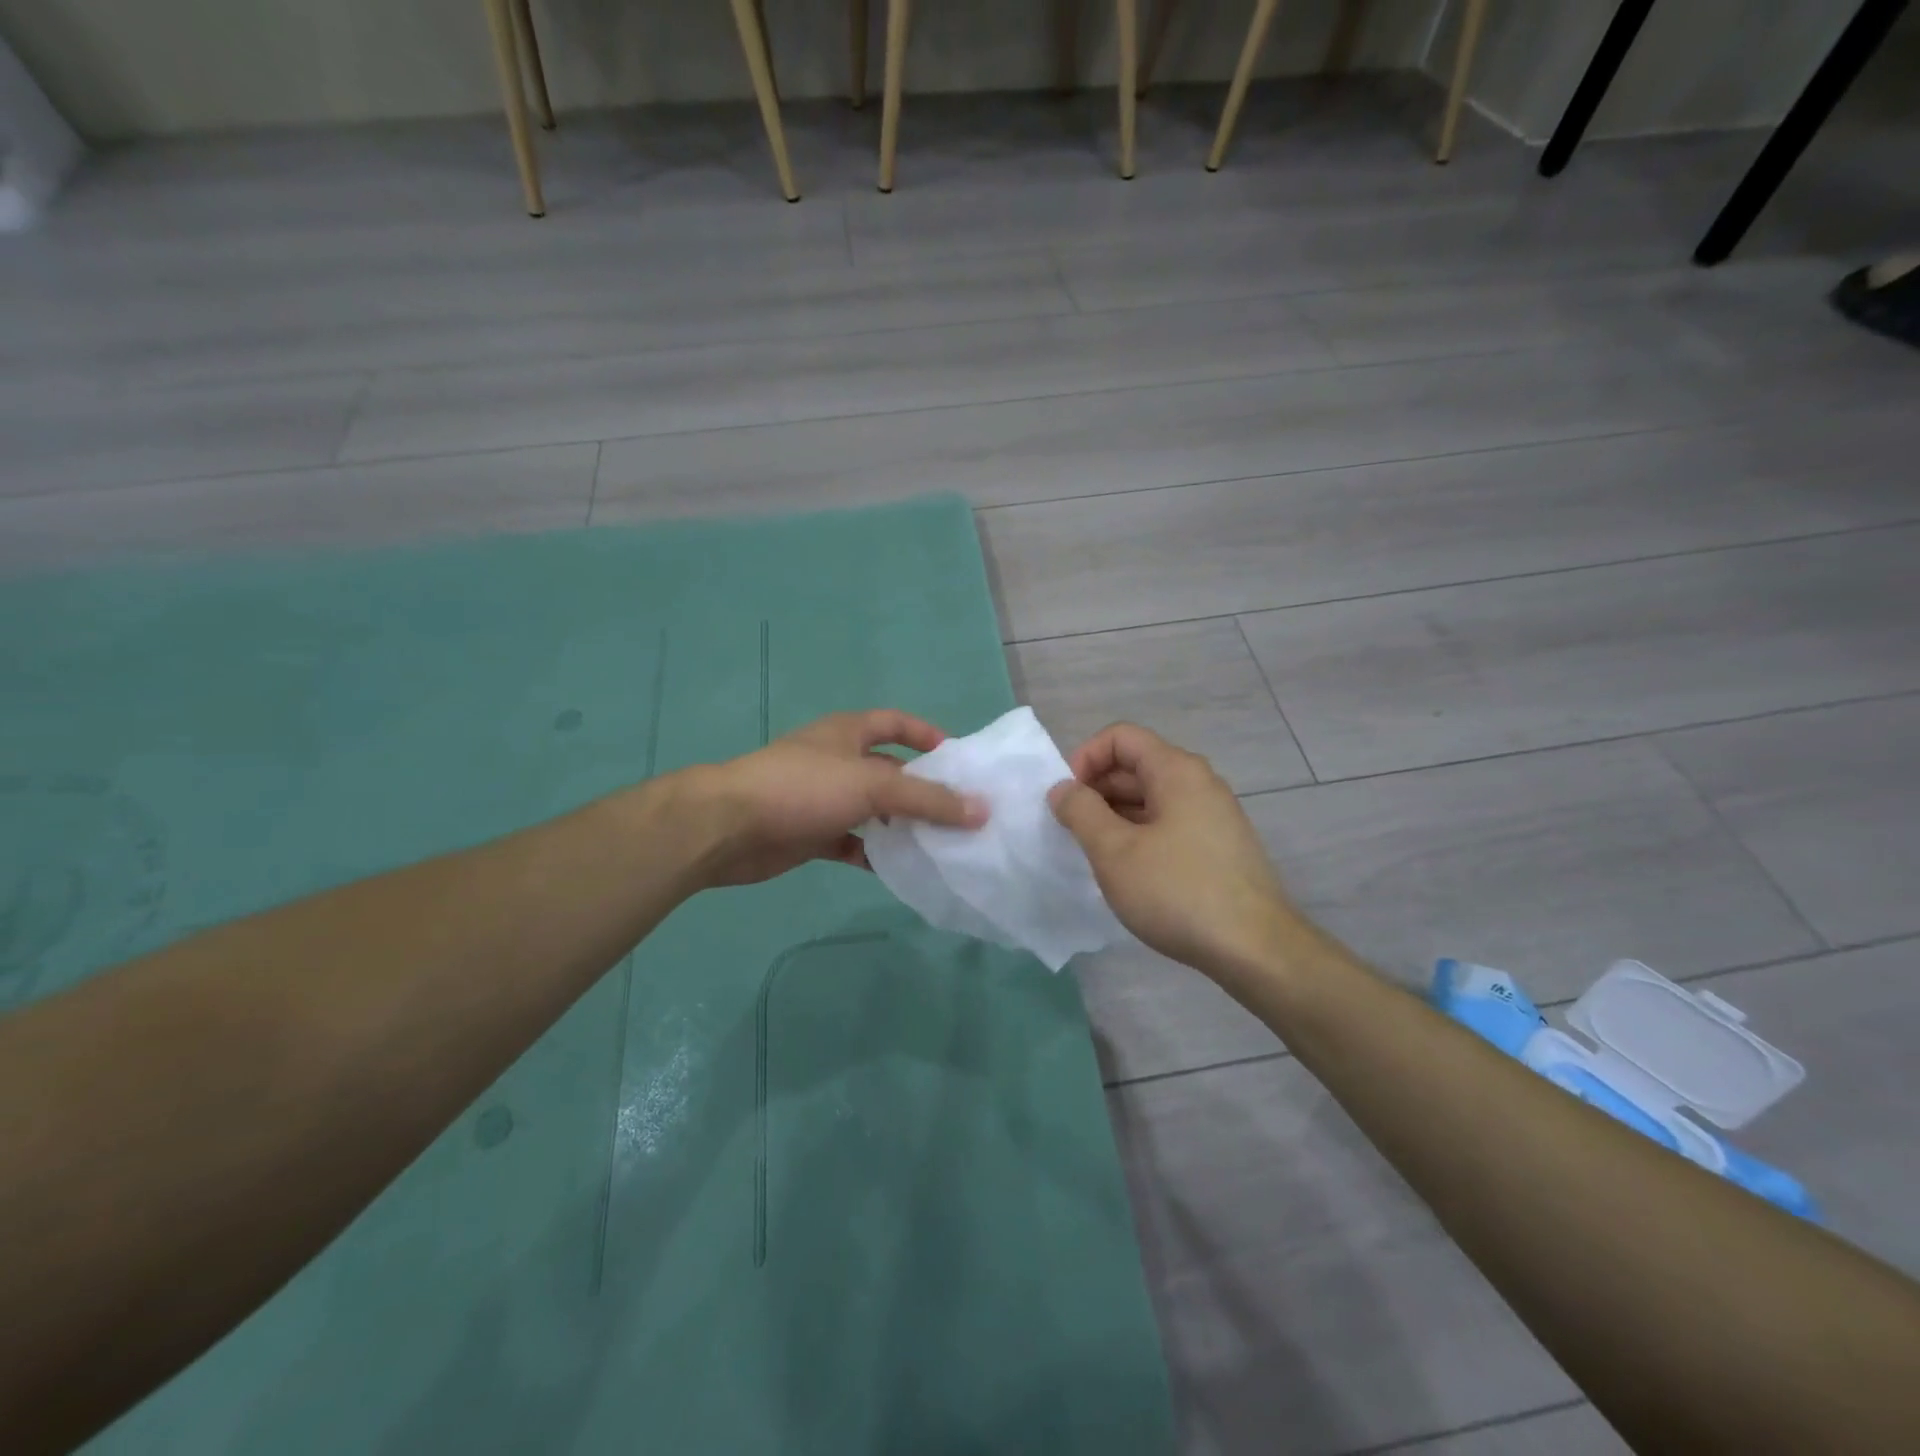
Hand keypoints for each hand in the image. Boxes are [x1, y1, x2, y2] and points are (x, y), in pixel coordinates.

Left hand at [691, 710, 987, 887]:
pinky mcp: (809, 835)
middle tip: (959, 813)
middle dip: (920, 789)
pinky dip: (872, 855)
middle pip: (888, 771)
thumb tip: (982, 810)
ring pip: (871, 811)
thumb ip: (928, 799)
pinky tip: (897, 871)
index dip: (926, 734)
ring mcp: (821, 799)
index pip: (895, 723)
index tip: (958, 759)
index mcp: (848, 733)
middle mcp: (836, 761)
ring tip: (938, 844)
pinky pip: (851, 843)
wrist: (728, 827)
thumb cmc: (803, 788)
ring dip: (899, 826)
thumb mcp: (873, 786)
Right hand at [1048, 723, 1297, 974]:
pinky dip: (1140, 835)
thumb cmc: (1178, 891)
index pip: (1120, 737)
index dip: (1085, 758)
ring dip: (1116, 816)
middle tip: (1074, 831)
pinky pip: (1169, 824)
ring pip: (1152, 798)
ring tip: (1096, 855)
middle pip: (1137, 765)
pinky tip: (1130, 872)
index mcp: (1176, 770)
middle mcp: (1199, 783)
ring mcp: (1214, 815)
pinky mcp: (1219, 846)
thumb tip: (1063, 789)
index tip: (1069, 799)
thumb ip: (1081, 812)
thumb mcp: (1115, 851)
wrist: (1255, 949)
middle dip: (1097, 790)